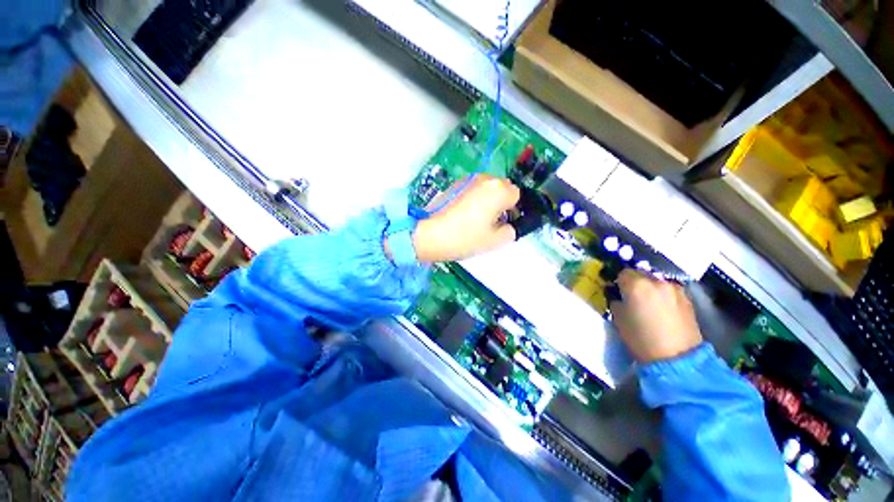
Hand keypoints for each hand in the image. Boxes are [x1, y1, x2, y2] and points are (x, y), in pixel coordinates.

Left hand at [409, 174, 519, 262]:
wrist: (429, 234)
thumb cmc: (465, 237)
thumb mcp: (494, 241)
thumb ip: (510, 231)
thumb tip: (507, 226)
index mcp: (498, 190)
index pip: (516, 195)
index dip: (512, 210)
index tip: (504, 223)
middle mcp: (485, 178)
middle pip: (502, 188)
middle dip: (500, 203)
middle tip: (490, 222)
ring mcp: (468, 179)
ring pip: (486, 187)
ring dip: (487, 199)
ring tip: (475, 218)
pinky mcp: (455, 183)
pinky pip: (472, 189)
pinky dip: (473, 198)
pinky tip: (463, 214)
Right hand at [609, 270, 703, 362]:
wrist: (677, 358)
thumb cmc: (640, 338)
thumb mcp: (618, 318)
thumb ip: (617, 301)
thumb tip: (619, 297)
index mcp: (636, 285)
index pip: (623, 273)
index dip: (619, 282)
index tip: (618, 292)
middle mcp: (656, 281)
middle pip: (641, 274)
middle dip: (635, 283)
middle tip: (632, 298)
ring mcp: (675, 289)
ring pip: (656, 282)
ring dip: (650, 289)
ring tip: (649, 305)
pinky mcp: (687, 299)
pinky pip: (669, 291)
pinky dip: (663, 296)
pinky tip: (662, 310)